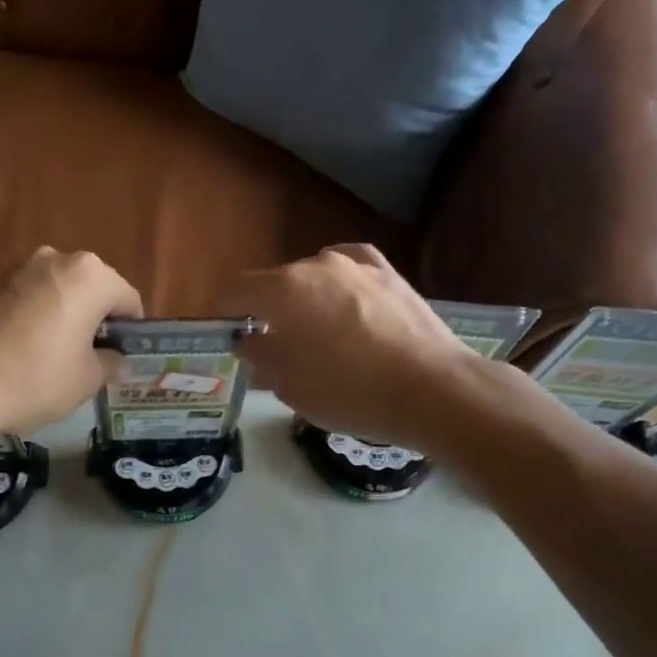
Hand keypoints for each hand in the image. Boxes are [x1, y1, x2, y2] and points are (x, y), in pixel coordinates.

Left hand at [0, 247, 143, 435]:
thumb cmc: (39, 377)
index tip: (123, 357)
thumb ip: (111, 363)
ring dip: (64, 317)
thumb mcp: (88, 379)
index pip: (128, 299)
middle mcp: (55, 259)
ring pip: (57, 293)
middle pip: (91, 290)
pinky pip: (27, 300)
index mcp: (91, 275)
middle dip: (95, 319)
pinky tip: (27, 352)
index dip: (130, 331)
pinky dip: (35, 319)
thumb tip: (119, 361)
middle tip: (92, 358)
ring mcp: (17, 268)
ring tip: (57, 357)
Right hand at [220, 245, 479, 447]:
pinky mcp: (390, 274)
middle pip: (275, 284)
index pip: (235, 291)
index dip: (224, 314)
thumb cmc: (349, 392)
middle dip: (267, 312)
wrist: (432, 390)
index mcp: (283, 290)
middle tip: (275, 349)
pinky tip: (345, 304)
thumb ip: (261, 356)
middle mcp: (316, 264)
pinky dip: (338, 286)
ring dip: (305, 301)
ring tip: (319, 336)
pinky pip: (349, 271)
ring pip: (313, 278)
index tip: (228, 338)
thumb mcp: (290, 386)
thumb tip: (250, 340)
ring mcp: (357, 265)